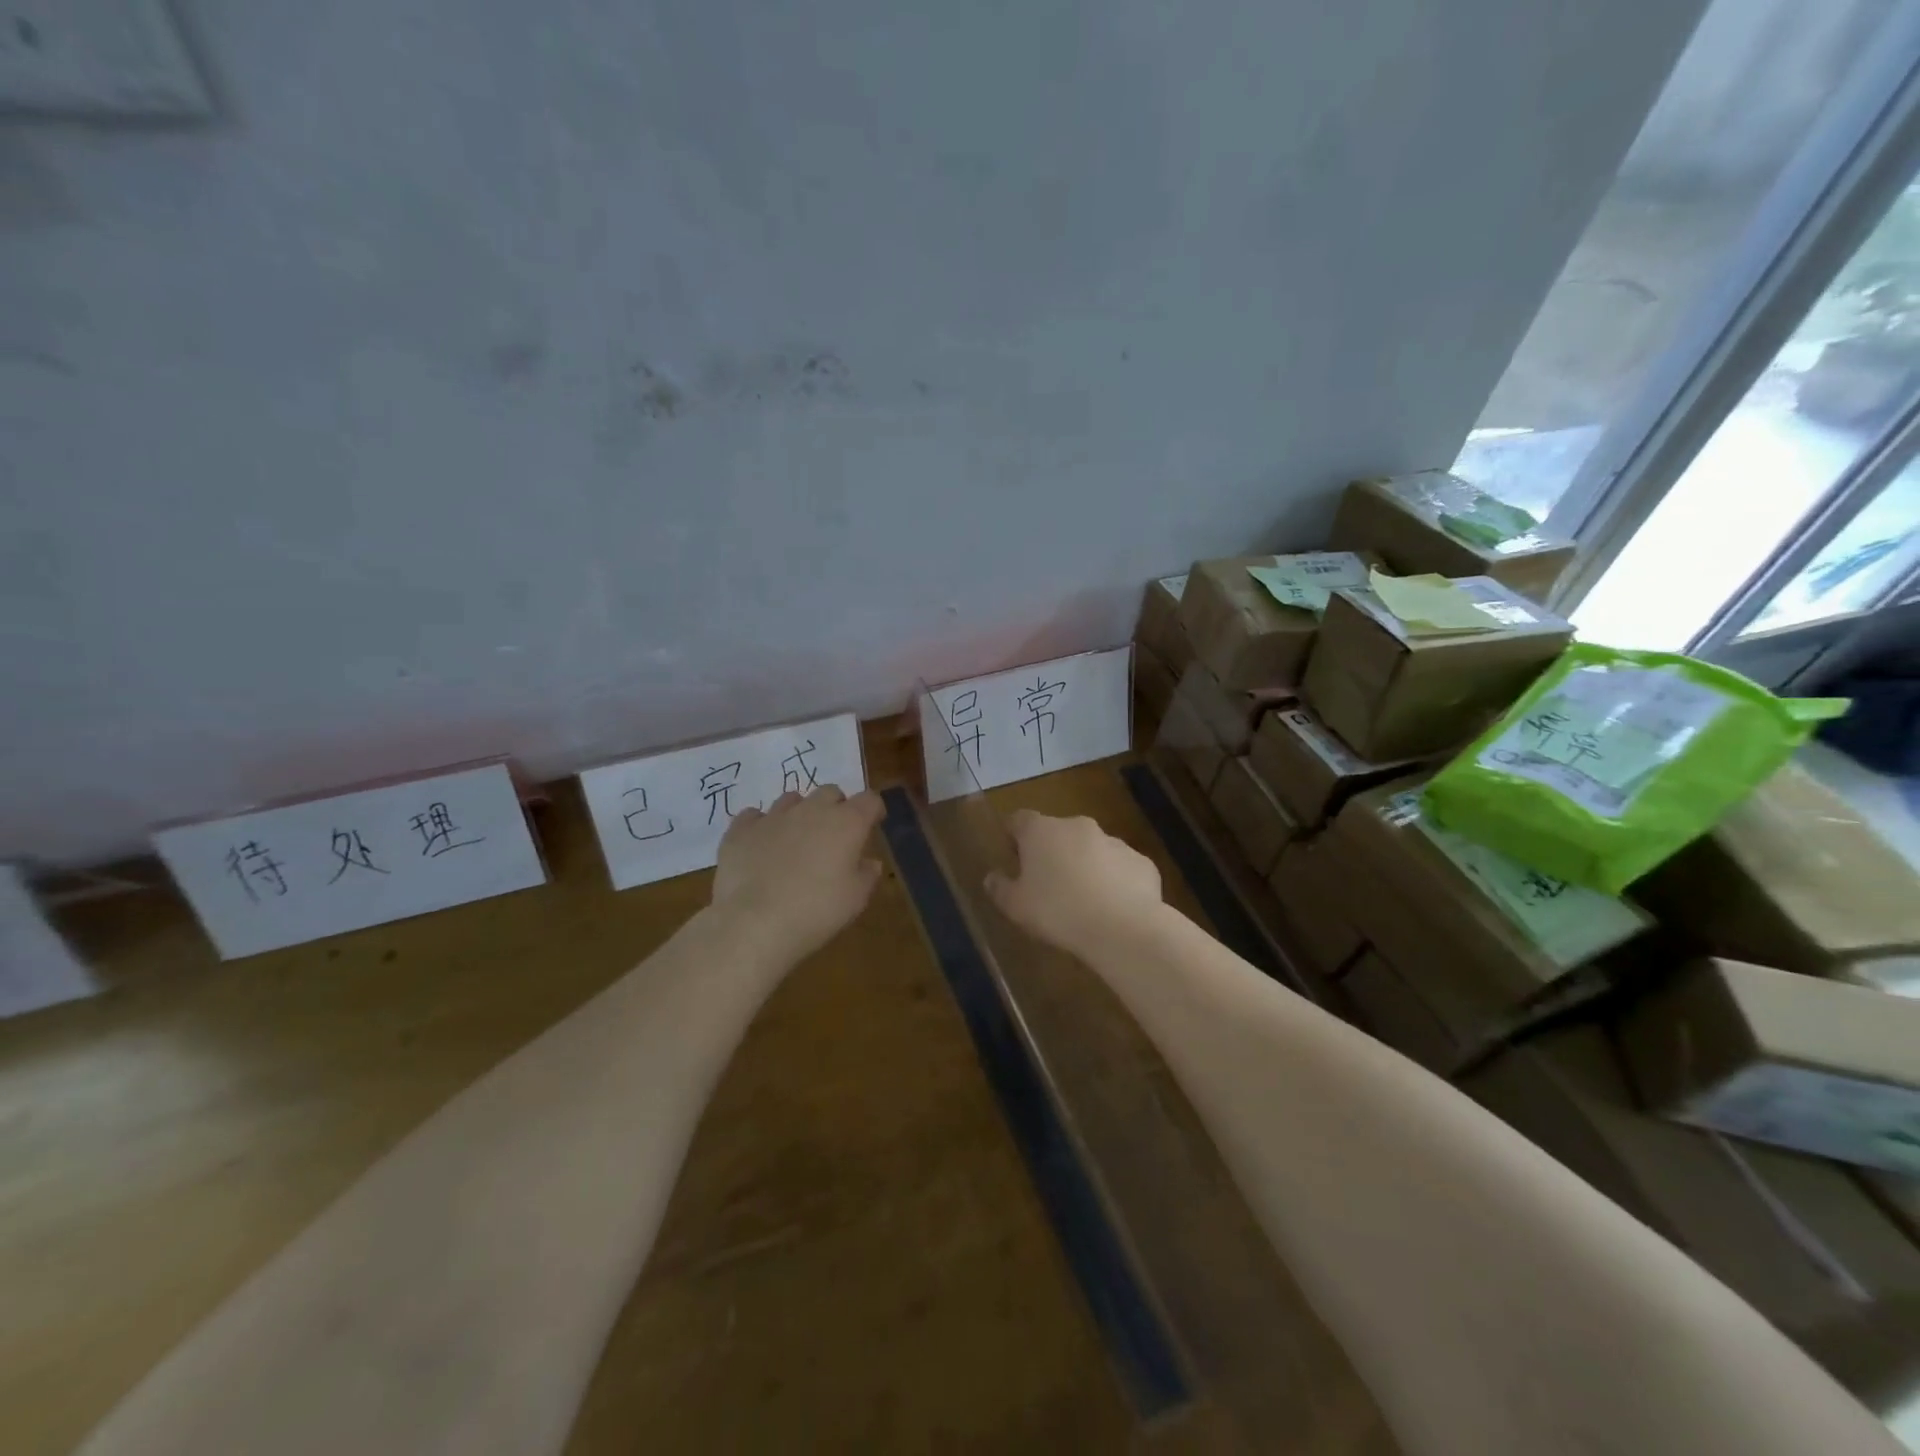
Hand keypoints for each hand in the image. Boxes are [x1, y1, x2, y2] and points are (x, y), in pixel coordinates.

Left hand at [712, 785, 885, 960]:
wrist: (755, 923)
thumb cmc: (816, 911)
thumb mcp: (855, 900)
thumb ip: (867, 875)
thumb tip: (870, 862)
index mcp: (846, 823)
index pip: (869, 800)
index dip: (873, 809)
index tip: (873, 824)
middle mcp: (811, 810)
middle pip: (830, 792)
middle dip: (836, 807)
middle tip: (834, 834)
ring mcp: (773, 816)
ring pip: (792, 799)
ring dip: (799, 813)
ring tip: (796, 838)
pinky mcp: (741, 829)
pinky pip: (753, 816)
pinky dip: (761, 825)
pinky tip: (760, 844)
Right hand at [985, 810, 1163, 956]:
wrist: (1123, 928)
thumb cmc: (1058, 912)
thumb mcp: (1016, 907)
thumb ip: (1000, 889)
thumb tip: (992, 877)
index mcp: (1042, 831)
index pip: (1019, 819)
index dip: (1013, 835)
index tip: (1012, 856)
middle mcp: (1078, 826)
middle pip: (1057, 832)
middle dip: (1051, 852)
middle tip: (1046, 884)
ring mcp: (1114, 841)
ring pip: (1091, 849)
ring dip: (1084, 865)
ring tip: (1082, 901)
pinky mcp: (1141, 862)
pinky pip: (1120, 868)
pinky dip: (1114, 881)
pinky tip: (1112, 909)